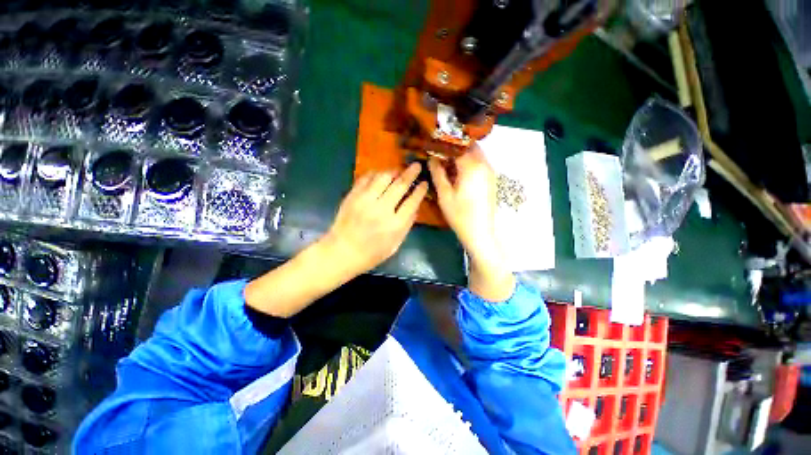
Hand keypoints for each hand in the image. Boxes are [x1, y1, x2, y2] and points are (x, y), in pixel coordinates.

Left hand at [323, 163, 427, 274]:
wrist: (342, 252)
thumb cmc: (371, 254)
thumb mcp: (395, 245)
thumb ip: (407, 225)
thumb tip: (415, 207)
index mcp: (395, 225)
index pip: (412, 202)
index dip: (420, 190)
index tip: (424, 183)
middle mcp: (381, 210)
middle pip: (400, 185)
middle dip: (411, 173)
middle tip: (416, 166)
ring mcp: (365, 201)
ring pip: (383, 178)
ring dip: (393, 171)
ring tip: (398, 170)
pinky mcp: (352, 196)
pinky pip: (366, 178)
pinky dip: (375, 174)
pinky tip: (380, 175)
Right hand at [428, 147, 498, 262]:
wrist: (480, 232)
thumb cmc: (460, 215)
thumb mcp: (444, 194)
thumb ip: (437, 173)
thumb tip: (431, 158)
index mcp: (472, 166)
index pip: (457, 145)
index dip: (443, 144)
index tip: (432, 145)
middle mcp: (484, 164)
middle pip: (469, 146)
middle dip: (454, 147)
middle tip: (439, 154)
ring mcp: (490, 171)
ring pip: (475, 154)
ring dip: (461, 154)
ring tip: (446, 163)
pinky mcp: (491, 179)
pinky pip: (479, 163)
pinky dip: (468, 162)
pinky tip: (458, 173)